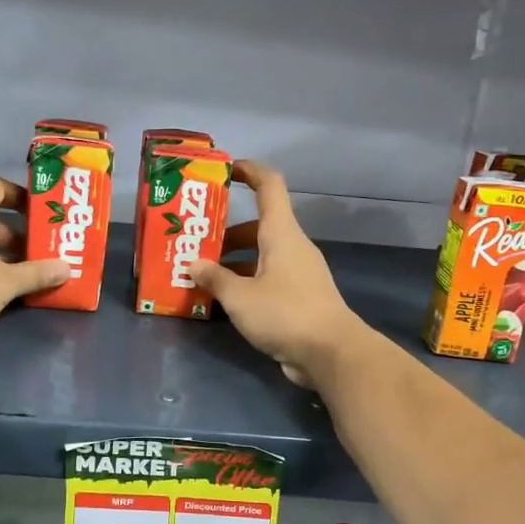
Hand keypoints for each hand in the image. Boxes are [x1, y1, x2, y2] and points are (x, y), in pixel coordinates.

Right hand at [191, 160, 367, 388]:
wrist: (330, 353)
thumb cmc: (285, 313)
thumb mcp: (240, 297)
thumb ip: (214, 279)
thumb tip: (194, 265)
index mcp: (281, 233)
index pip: (269, 186)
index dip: (248, 171)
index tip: (224, 170)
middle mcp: (291, 247)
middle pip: (257, 226)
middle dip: (224, 232)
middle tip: (193, 241)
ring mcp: (297, 273)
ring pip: (260, 255)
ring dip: (231, 261)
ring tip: (199, 274)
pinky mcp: (299, 297)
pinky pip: (266, 279)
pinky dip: (244, 282)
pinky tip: (221, 300)